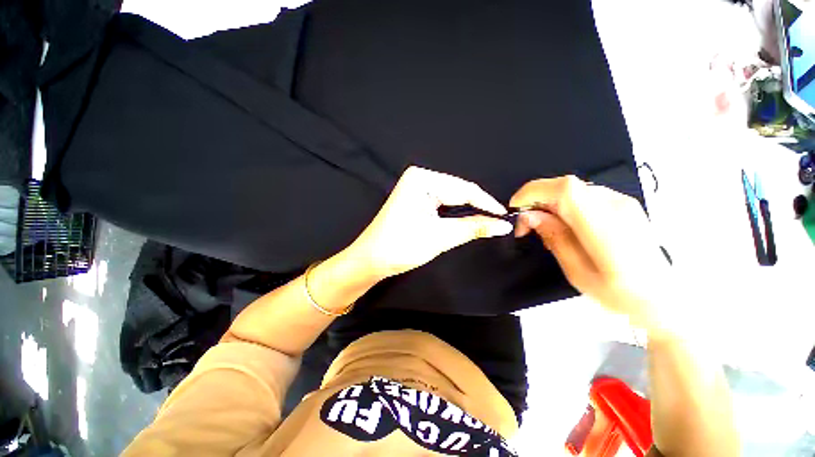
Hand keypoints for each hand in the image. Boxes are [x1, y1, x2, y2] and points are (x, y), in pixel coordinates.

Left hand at [346, 166, 512, 279]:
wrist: (371, 259)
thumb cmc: (401, 246)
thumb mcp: (441, 236)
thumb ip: (474, 228)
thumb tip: (503, 225)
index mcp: (422, 179)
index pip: (463, 189)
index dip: (487, 203)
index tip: (505, 216)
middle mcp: (419, 177)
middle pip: (457, 191)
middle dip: (477, 206)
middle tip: (498, 221)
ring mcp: (415, 187)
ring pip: (451, 197)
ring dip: (467, 210)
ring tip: (487, 220)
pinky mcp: (414, 198)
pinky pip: (441, 201)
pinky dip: (454, 212)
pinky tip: (466, 217)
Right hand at [510, 176, 670, 332]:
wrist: (664, 298)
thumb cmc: (620, 295)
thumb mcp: (578, 272)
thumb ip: (554, 238)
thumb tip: (530, 215)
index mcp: (606, 227)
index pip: (565, 190)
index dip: (534, 192)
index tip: (515, 208)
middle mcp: (617, 206)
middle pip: (566, 186)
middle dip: (536, 199)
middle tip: (526, 224)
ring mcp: (623, 202)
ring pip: (573, 189)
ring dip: (549, 201)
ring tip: (542, 225)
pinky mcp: (624, 204)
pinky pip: (584, 195)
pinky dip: (563, 203)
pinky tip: (562, 222)